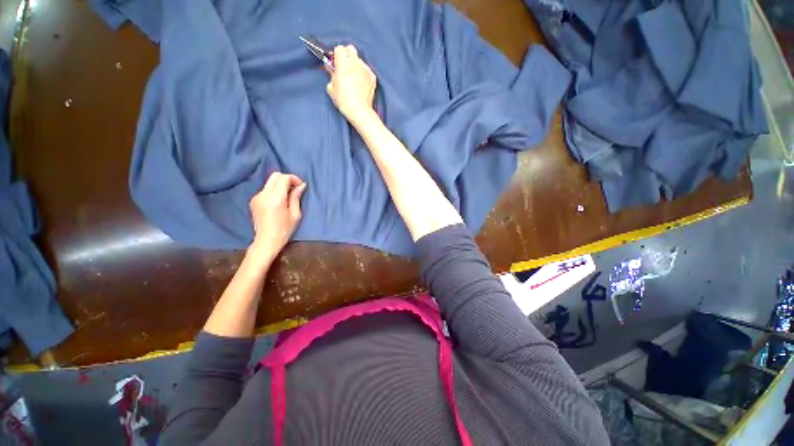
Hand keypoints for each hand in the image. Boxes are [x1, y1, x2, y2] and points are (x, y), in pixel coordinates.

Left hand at [248, 172, 306, 261]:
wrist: (266, 241)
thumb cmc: (284, 229)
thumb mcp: (295, 214)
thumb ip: (296, 198)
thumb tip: (301, 186)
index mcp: (275, 198)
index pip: (284, 178)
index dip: (294, 179)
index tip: (301, 186)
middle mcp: (264, 194)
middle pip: (275, 176)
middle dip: (287, 179)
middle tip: (295, 188)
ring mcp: (257, 197)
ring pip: (270, 182)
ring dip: (280, 184)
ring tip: (288, 195)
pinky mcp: (254, 200)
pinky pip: (266, 189)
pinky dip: (274, 190)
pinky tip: (279, 201)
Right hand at [326, 45, 376, 124]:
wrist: (359, 110)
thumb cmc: (343, 100)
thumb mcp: (330, 87)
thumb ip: (331, 74)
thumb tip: (331, 69)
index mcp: (343, 62)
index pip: (339, 48)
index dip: (336, 55)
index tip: (335, 63)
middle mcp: (355, 61)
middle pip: (351, 49)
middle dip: (346, 55)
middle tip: (344, 66)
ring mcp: (366, 68)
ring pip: (359, 60)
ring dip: (355, 65)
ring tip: (353, 78)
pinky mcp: (373, 77)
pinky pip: (366, 70)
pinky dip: (363, 74)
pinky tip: (361, 84)